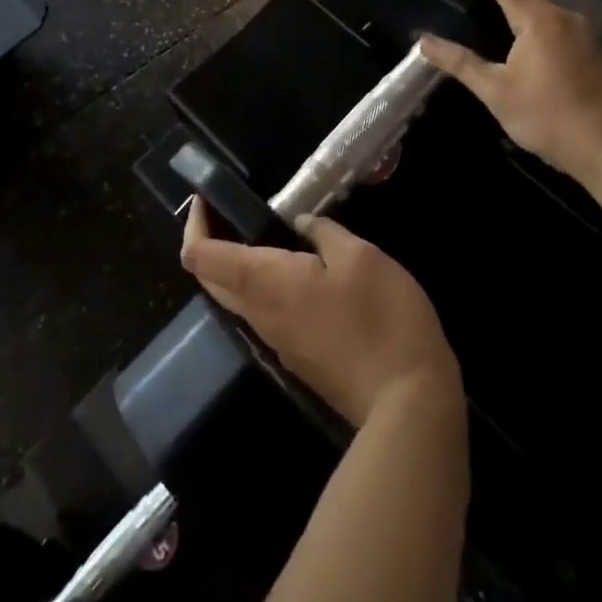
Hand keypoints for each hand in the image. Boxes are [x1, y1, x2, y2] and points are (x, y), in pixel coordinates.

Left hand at [180, 199, 459, 426]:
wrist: (407, 402)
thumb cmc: (381, 317)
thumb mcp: (359, 256)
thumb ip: (323, 232)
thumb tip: (300, 222)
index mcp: (265, 283)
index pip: (201, 257)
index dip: (194, 225)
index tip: (207, 199)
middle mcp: (259, 314)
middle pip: (210, 280)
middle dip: (208, 243)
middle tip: (229, 211)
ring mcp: (276, 341)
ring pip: (235, 299)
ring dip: (235, 266)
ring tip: (264, 232)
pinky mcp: (297, 357)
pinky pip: (262, 314)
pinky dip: (260, 286)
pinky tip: (295, 270)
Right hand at [416, 0, 601, 185]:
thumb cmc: (552, 119)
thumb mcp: (497, 92)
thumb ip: (459, 62)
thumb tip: (423, 40)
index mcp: (539, 17)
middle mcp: (562, 14)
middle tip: (447, 0)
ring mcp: (580, 31)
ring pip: (533, 9)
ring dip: (503, 10)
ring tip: (469, 21)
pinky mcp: (589, 49)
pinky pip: (548, 25)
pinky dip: (522, 26)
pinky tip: (505, 46)